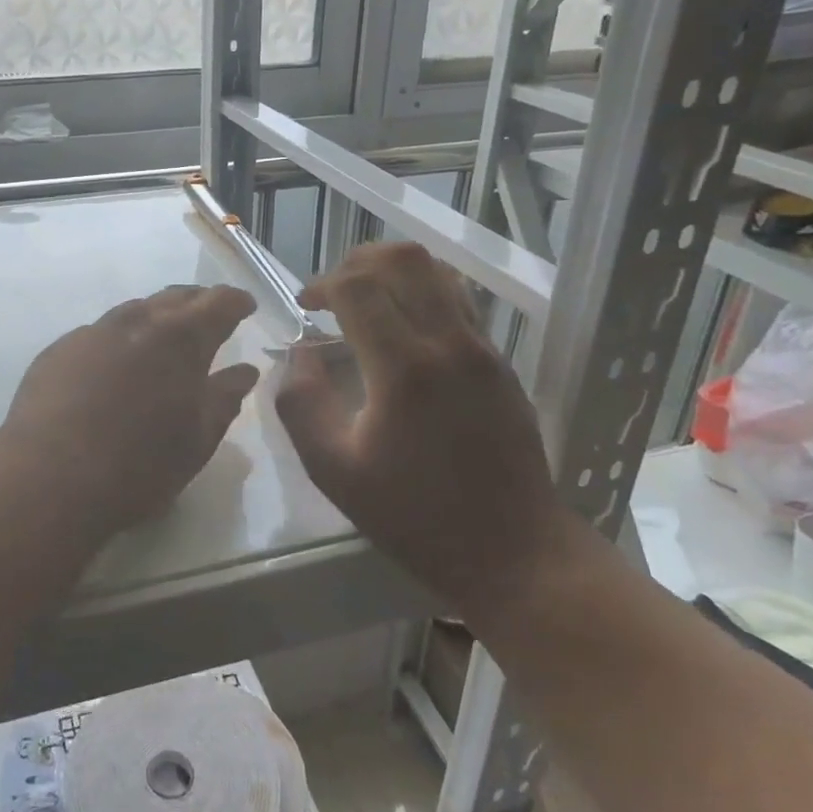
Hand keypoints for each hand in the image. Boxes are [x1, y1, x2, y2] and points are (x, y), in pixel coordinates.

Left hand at [2, 285, 260, 533]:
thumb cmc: (139, 465)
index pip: (218, 304)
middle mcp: (137, 323)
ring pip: (133, 311)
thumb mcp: (197, 440)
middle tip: (208, 314)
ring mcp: (93, 333)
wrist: (49, 477)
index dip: (235, 301)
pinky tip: (113, 364)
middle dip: (196, 302)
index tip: (245, 304)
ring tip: (162, 336)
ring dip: (154, 317)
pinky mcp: (59, 350)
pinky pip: (98, 334)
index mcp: (181, 340)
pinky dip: (118, 340)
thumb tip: (244, 370)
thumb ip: (224, 398)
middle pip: (174, 298)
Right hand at [274, 243, 564, 601]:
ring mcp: (483, 349)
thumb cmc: (414, 516)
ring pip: (438, 271)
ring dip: (393, 272)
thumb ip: (302, 403)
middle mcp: (449, 343)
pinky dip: (423, 291)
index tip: (305, 307)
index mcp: (404, 368)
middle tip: (332, 292)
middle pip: (403, 260)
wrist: (512, 550)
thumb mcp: (334, 470)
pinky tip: (403, 326)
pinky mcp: (500, 361)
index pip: (358, 287)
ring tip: (366, 300)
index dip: (322, 285)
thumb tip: (300, 354)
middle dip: (356, 262)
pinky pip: (459, 299)